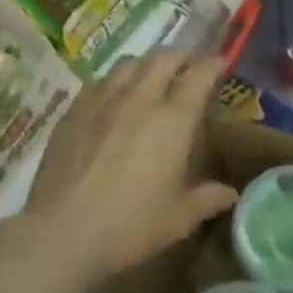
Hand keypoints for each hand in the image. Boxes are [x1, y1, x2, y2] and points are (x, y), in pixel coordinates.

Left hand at [23, 53, 237, 286]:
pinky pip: (100, 81)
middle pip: (165, 58)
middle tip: (189, 70)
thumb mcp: (178, 218)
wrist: (61, 234)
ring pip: (130, 63)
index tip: (220, 64)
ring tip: (152, 79)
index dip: (213, 64)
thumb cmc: (129, 226)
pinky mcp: (74, 110)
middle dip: (182, 58)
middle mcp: (140, 98)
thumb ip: (208, 198)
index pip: (200, 74)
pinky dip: (115, 81)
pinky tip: (113, 98)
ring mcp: (103, 100)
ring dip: (148, 65)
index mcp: (174, 119)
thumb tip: (231, 193)